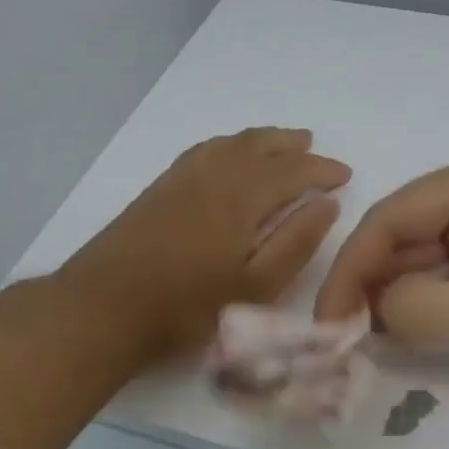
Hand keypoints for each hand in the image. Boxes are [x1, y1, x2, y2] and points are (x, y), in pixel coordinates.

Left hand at [65, 128, 350, 357]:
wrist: (104, 308)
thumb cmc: (188, 306)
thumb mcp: (256, 286)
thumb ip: (295, 242)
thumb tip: (326, 204)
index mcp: (242, 197)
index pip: (292, 171)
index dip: (321, 170)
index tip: (344, 175)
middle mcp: (213, 176)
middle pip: (259, 147)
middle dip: (291, 146)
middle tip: (314, 148)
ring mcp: (180, 179)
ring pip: (228, 144)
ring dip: (259, 140)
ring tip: (278, 142)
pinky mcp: (158, 190)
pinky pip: (203, 151)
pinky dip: (226, 145)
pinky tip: (226, 155)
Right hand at [313, 147, 448, 375]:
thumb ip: (413, 311)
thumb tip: (369, 314)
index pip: (386, 221)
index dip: (348, 272)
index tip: (326, 324)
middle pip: (404, 235)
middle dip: (375, 287)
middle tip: (348, 341)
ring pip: (427, 255)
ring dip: (404, 297)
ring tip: (380, 342)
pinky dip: (434, 300)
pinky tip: (423, 332)